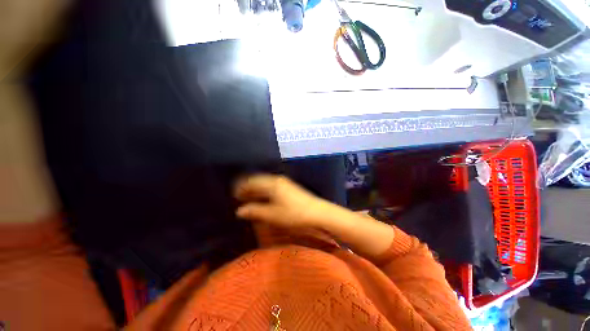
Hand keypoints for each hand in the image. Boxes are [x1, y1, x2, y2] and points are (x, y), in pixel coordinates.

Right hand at [234, 174, 335, 228]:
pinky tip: (263, 198)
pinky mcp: (289, 187)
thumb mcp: (272, 214)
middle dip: (248, 188)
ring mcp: (284, 183)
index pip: (252, 182)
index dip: (241, 187)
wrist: (316, 212)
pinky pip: (271, 186)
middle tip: (239, 196)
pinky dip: (264, 191)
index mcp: (271, 184)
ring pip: (265, 183)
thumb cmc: (293, 213)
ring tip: (248, 198)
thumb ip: (255, 211)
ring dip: (256, 190)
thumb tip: (239, 211)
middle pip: (258, 181)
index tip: (233, 194)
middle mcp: (277, 180)